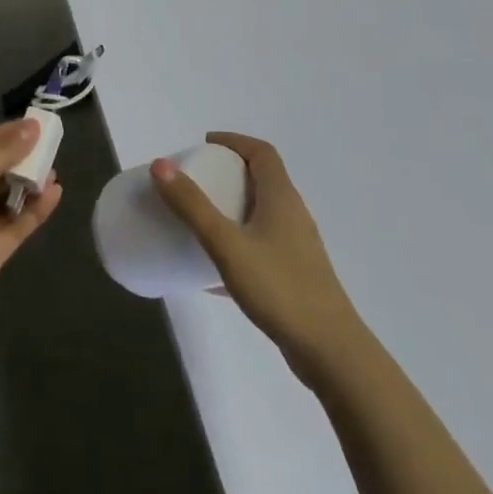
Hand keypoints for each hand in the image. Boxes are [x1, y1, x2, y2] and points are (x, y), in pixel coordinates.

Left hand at [0, 120, 63, 330]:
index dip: (3, 136)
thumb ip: (1, 154)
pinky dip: (34, 211)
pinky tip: (54, 194)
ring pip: (5, 201)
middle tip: (49, 147)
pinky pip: (15, 226)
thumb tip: (32, 127)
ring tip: (54, 170)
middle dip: (19, 160)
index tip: (33, 125)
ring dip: (28, 185)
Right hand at [152, 133, 357, 386]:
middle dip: (228, 173)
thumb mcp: (227, 244)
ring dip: (232, 208)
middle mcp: (293, 214)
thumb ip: (192, 206)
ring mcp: (297, 247)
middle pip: (262, 179)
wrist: (331, 352)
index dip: (234, 141)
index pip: (261, 152)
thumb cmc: (279, 288)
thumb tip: (160, 164)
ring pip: (262, 214)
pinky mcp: (296, 275)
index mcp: (281, 197)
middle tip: (195, 181)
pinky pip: (261, 246)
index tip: (204, 146)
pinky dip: (237, 244)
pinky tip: (213, 271)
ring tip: (200, 220)